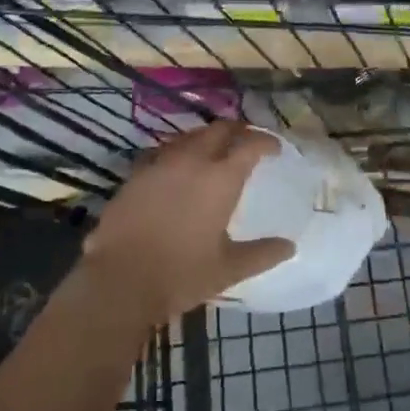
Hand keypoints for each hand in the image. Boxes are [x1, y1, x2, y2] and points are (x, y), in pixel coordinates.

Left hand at [80, 122, 294, 322]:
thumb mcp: (228, 269)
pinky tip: (180, 168)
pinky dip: (181, 152)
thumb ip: (261, 254)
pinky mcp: (137, 174)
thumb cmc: (181, 274)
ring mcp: (161, 164)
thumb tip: (290, 246)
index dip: (266, 141)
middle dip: (238, 130)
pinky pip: (166, 151)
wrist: (119, 281)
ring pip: (191, 136)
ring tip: (217, 151)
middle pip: (220, 129)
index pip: (250, 144)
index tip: (275, 148)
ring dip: (209, 137)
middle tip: (248, 142)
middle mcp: (192, 161)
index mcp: (220, 178)